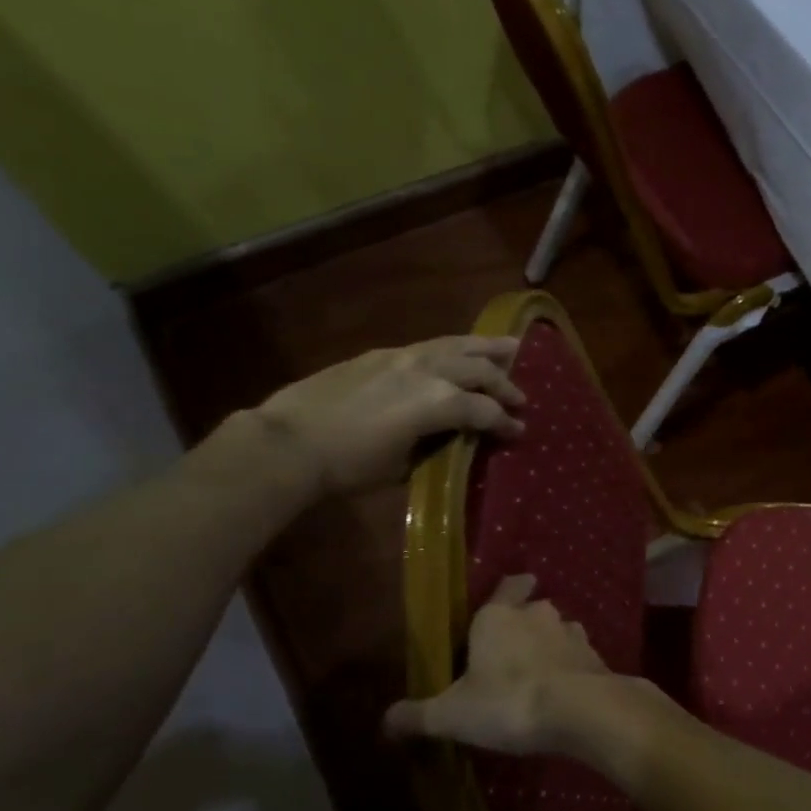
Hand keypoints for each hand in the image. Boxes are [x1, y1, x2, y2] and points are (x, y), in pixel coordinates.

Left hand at [253, 336, 523, 494]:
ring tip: (510, 347)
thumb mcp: (404, 465)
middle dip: (505, 384)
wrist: (289, 442)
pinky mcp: (382, 354)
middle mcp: (429, 371)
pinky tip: (458, 352)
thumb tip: (452, 439)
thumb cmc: (350, 466)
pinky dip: (454, 347)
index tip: (520, 432)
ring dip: (487, 348)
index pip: (486, 411)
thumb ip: (436, 446)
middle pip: (480, 370)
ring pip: (457, 345)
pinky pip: (430, 345)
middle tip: (521, 398)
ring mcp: (404, 357)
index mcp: (440, 402)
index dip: (506, 423)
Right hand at [385, 576, 669, 758]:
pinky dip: (572, 668)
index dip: (509, 589)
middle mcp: (538, 614)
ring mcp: (573, 633)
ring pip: (559, 630)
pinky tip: (564, 691)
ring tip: (539, 673)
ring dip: (551, 646)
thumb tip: (385, 720)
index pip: (508, 585)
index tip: (508, 595)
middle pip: (533, 608)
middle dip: (526, 623)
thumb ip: (418, 715)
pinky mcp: (596, 656)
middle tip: (511, 650)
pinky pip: (580, 656)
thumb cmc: (507, 702)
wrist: (579, 710)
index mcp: (498, 617)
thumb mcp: (451, 715)